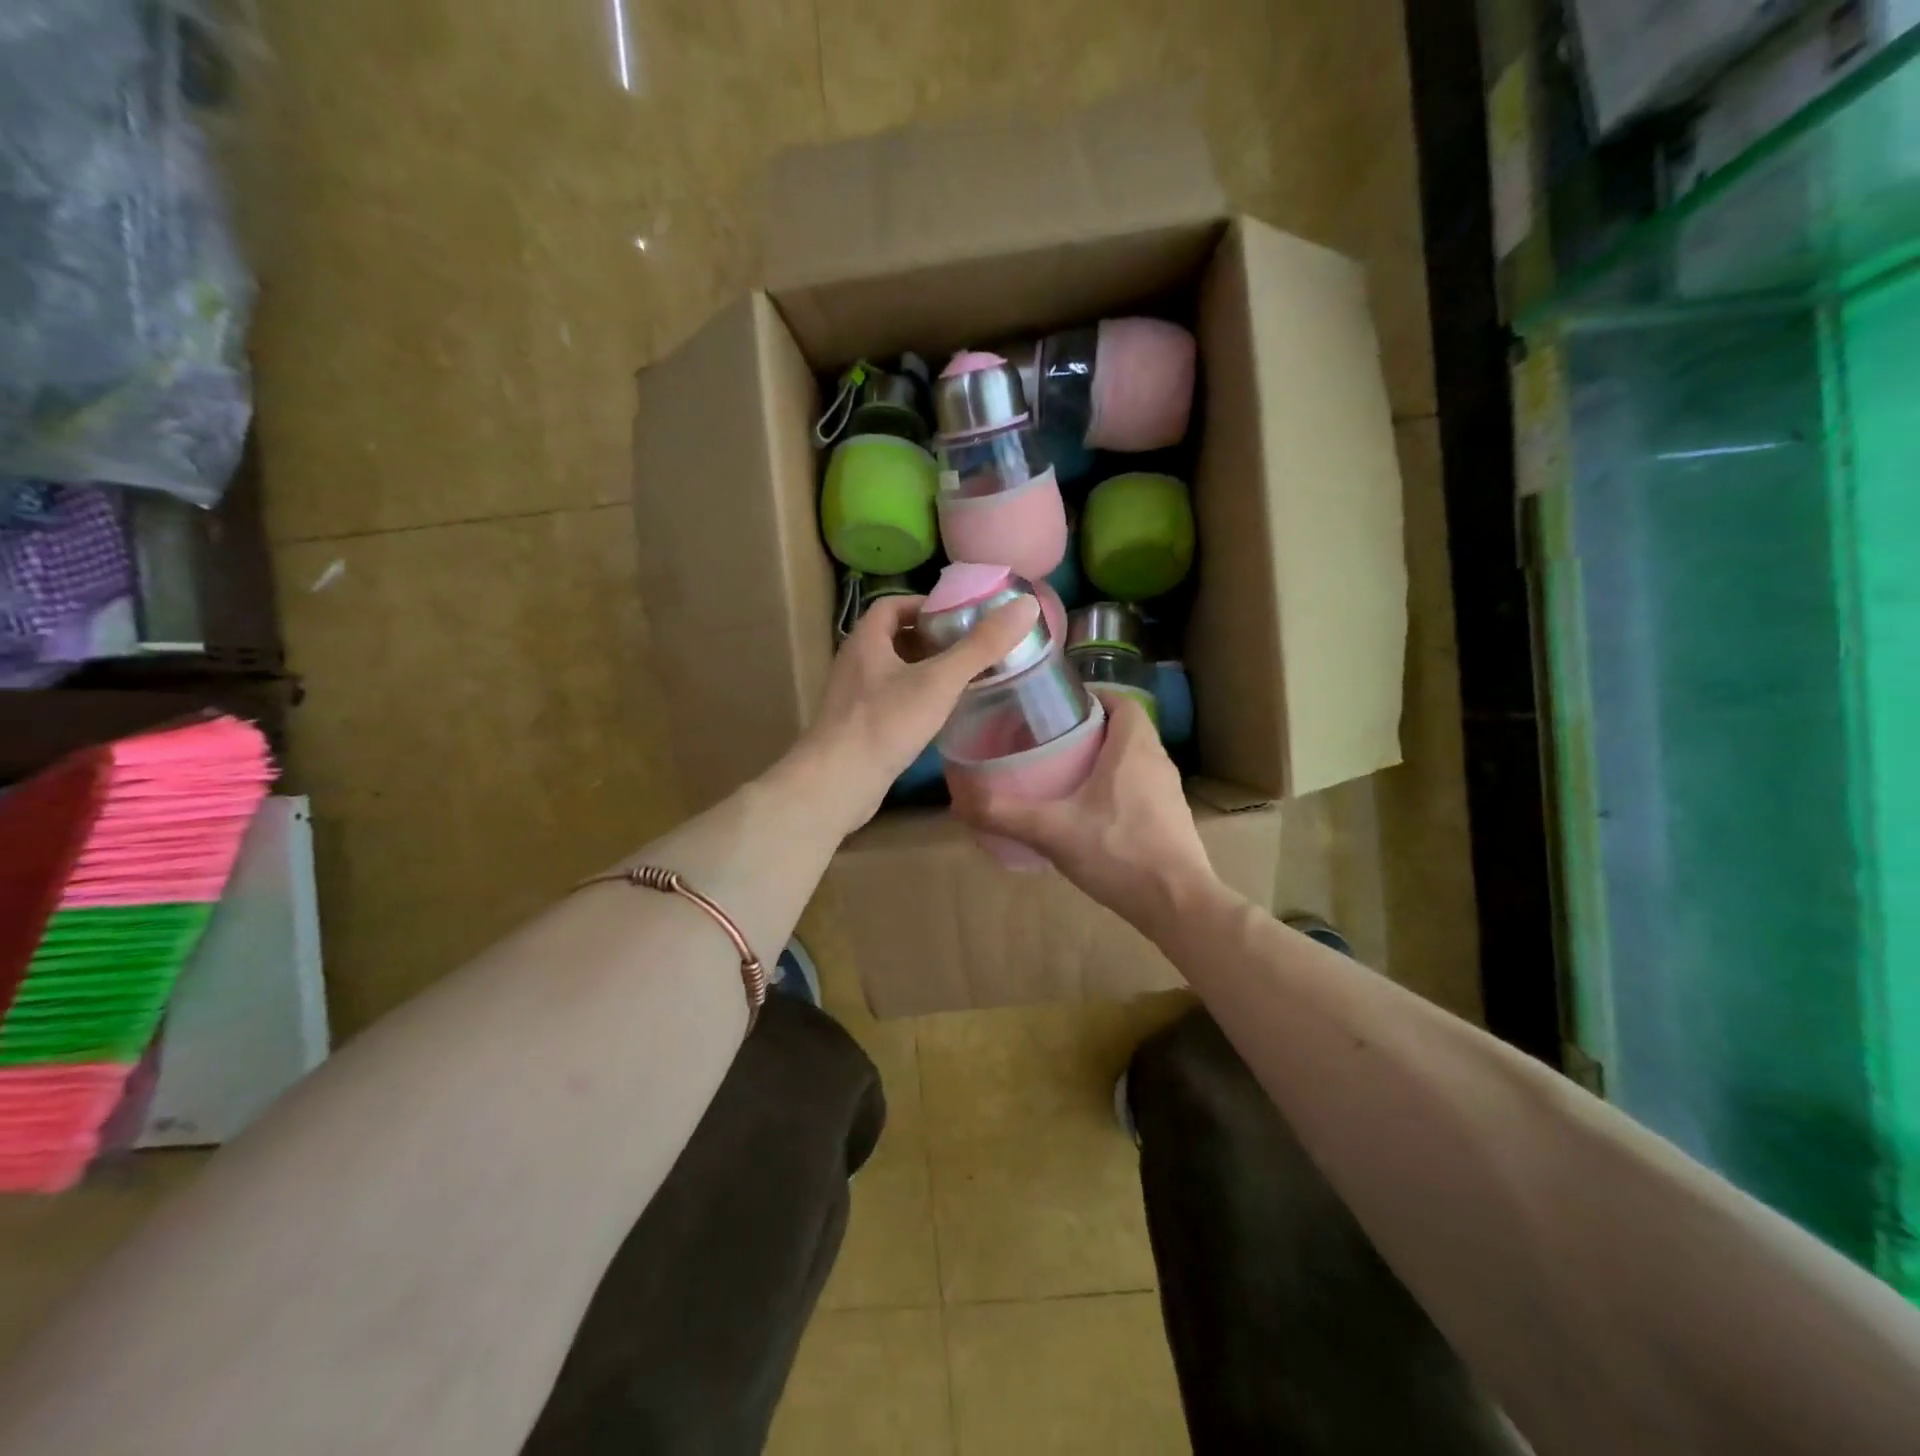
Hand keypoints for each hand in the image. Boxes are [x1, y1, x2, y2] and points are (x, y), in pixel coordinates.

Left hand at [793, 592, 1040, 833]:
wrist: (837, 783)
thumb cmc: (885, 723)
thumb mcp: (939, 680)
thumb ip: (981, 646)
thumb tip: (1025, 606)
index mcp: (866, 641)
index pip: (893, 606)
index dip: (925, 605)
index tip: (959, 616)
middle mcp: (855, 664)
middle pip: (894, 639)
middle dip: (931, 640)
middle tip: (969, 648)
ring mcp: (853, 699)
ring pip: (893, 673)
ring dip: (924, 672)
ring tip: (962, 679)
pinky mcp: (857, 729)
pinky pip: (890, 703)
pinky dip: (915, 701)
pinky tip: (939, 716)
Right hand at [949, 693, 1215, 930]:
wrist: (1178, 904)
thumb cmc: (1119, 852)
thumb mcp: (1053, 831)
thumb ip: (1005, 814)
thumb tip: (959, 801)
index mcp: (1134, 747)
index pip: (1121, 700)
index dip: (1091, 697)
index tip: (1057, 707)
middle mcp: (1157, 761)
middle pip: (1125, 728)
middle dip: (1090, 729)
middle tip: (1050, 740)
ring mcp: (1169, 791)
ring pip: (1133, 759)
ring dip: (1104, 759)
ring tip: (1065, 773)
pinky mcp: (1171, 818)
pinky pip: (1140, 786)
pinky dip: (1116, 787)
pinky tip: (1089, 813)